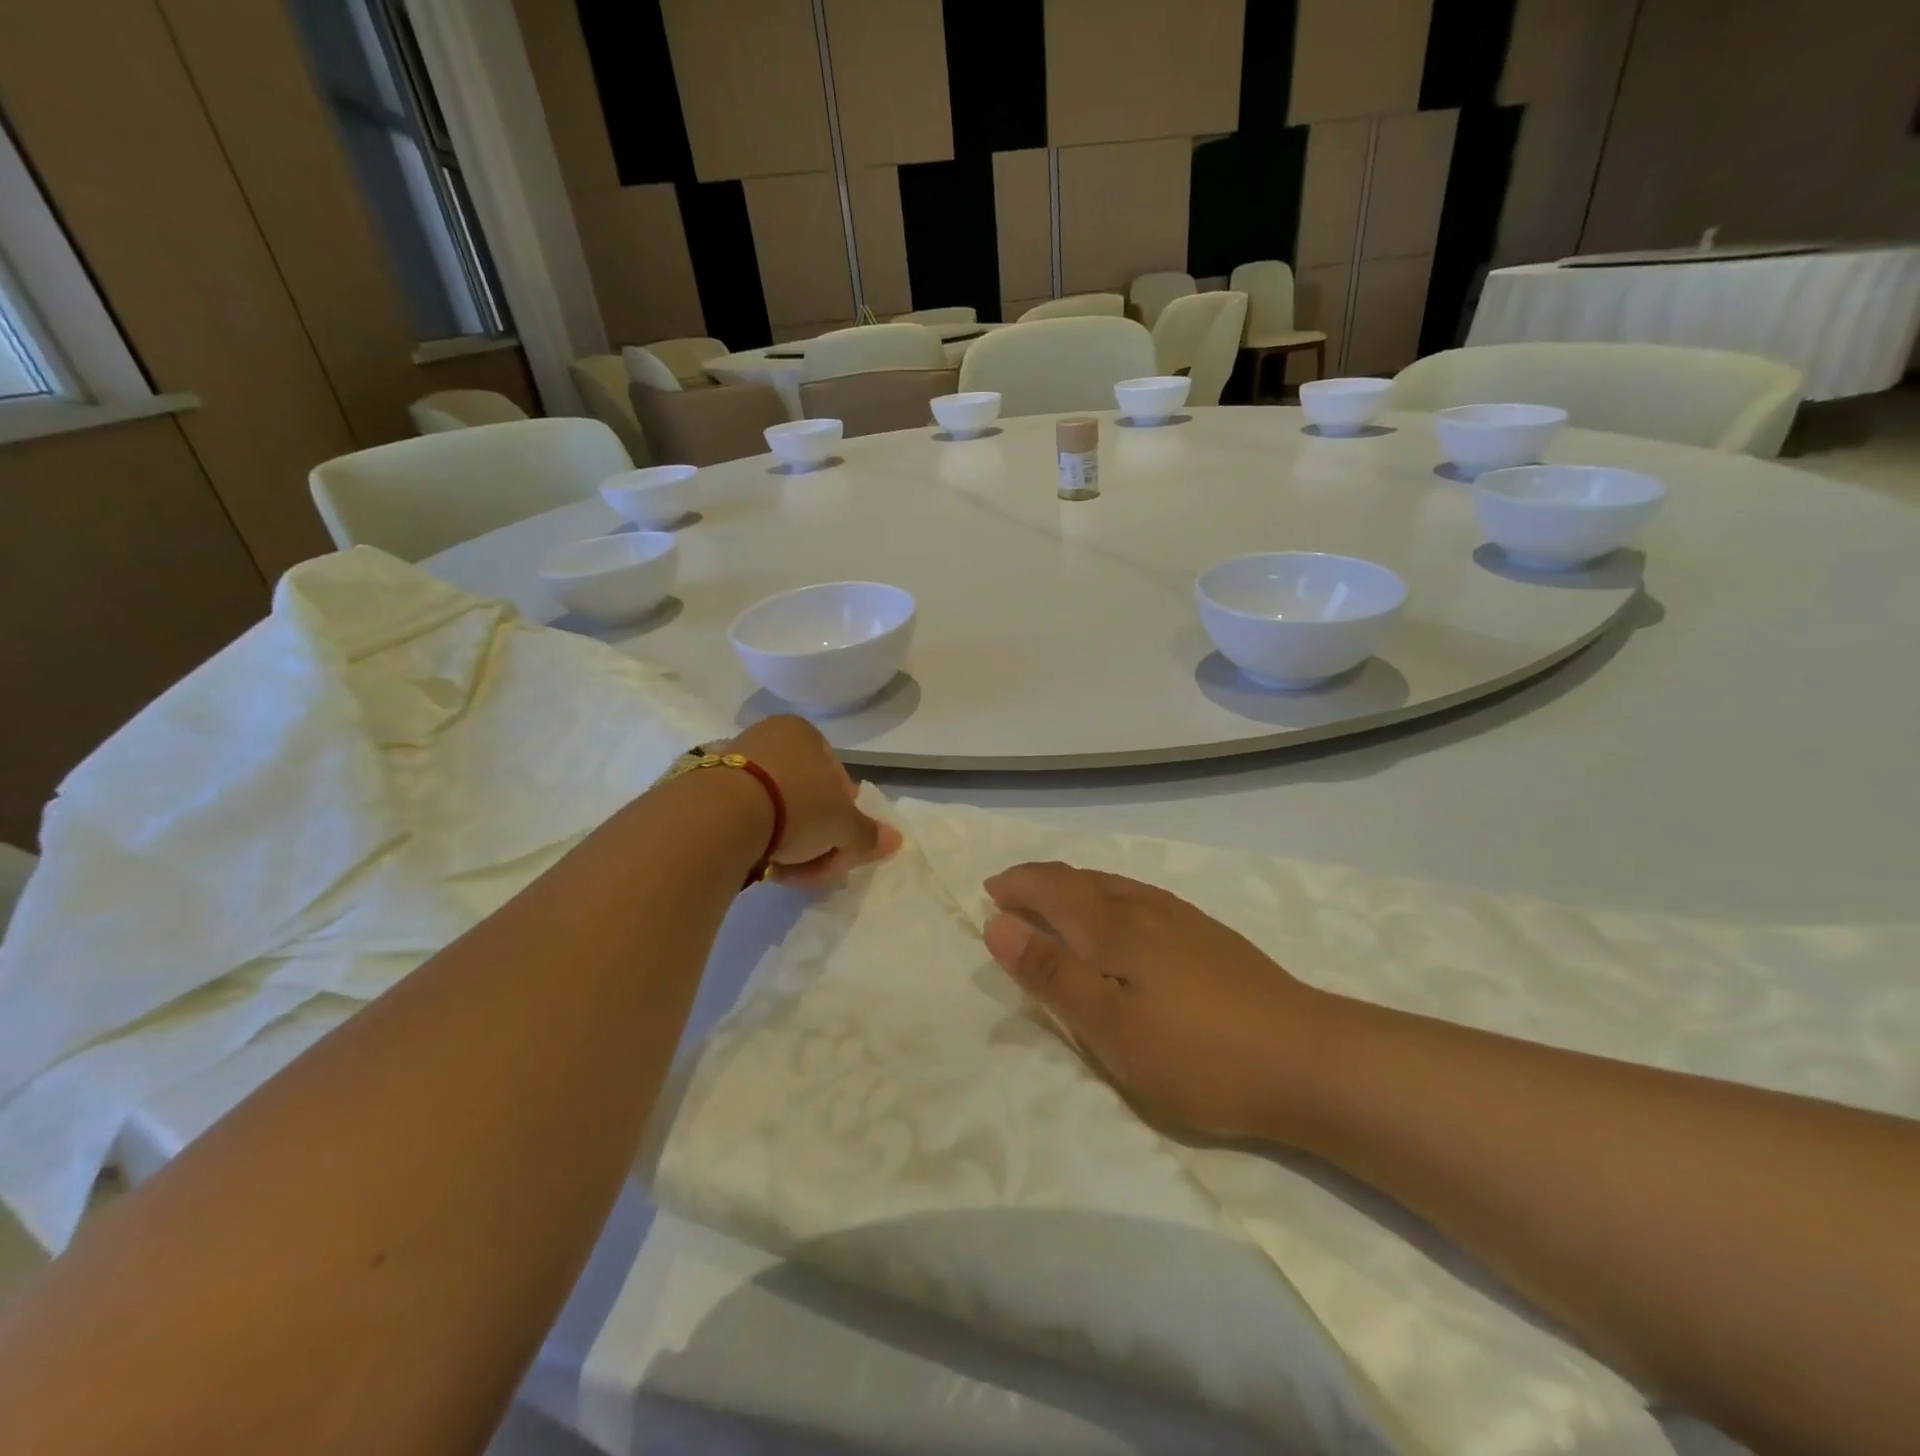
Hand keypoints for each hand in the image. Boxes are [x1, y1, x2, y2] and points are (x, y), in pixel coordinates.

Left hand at [725, 716, 900, 886]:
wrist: (718, 817)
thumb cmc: (795, 805)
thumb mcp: (844, 825)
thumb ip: (868, 833)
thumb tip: (894, 841)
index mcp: (802, 733)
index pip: (837, 775)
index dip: (846, 812)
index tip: (843, 840)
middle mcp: (766, 738)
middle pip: (806, 796)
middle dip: (819, 835)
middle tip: (822, 863)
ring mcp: (731, 762)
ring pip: (775, 811)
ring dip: (790, 844)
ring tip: (789, 871)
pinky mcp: (704, 791)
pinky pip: (743, 818)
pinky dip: (758, 841)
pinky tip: (761, 865)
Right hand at [983, 862, 1331, 1140]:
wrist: (1308, 1060)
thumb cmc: (1197, 1052)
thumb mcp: (1109, 1026)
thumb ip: (1050, 973)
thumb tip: (996, 923)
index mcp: (1114, 925)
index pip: (1052, 887)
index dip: (1017, 885)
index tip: (989, 893)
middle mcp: (1145, 908)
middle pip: (1082, 879)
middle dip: (1040, 882)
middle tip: (1011, 895)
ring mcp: (1182, 919)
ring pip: (1114, 885)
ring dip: (1074, 887)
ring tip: (1056, 904)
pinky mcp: (1209, 937)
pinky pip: (1140, 898)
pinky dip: (1108, 898)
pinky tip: (1122, 921)